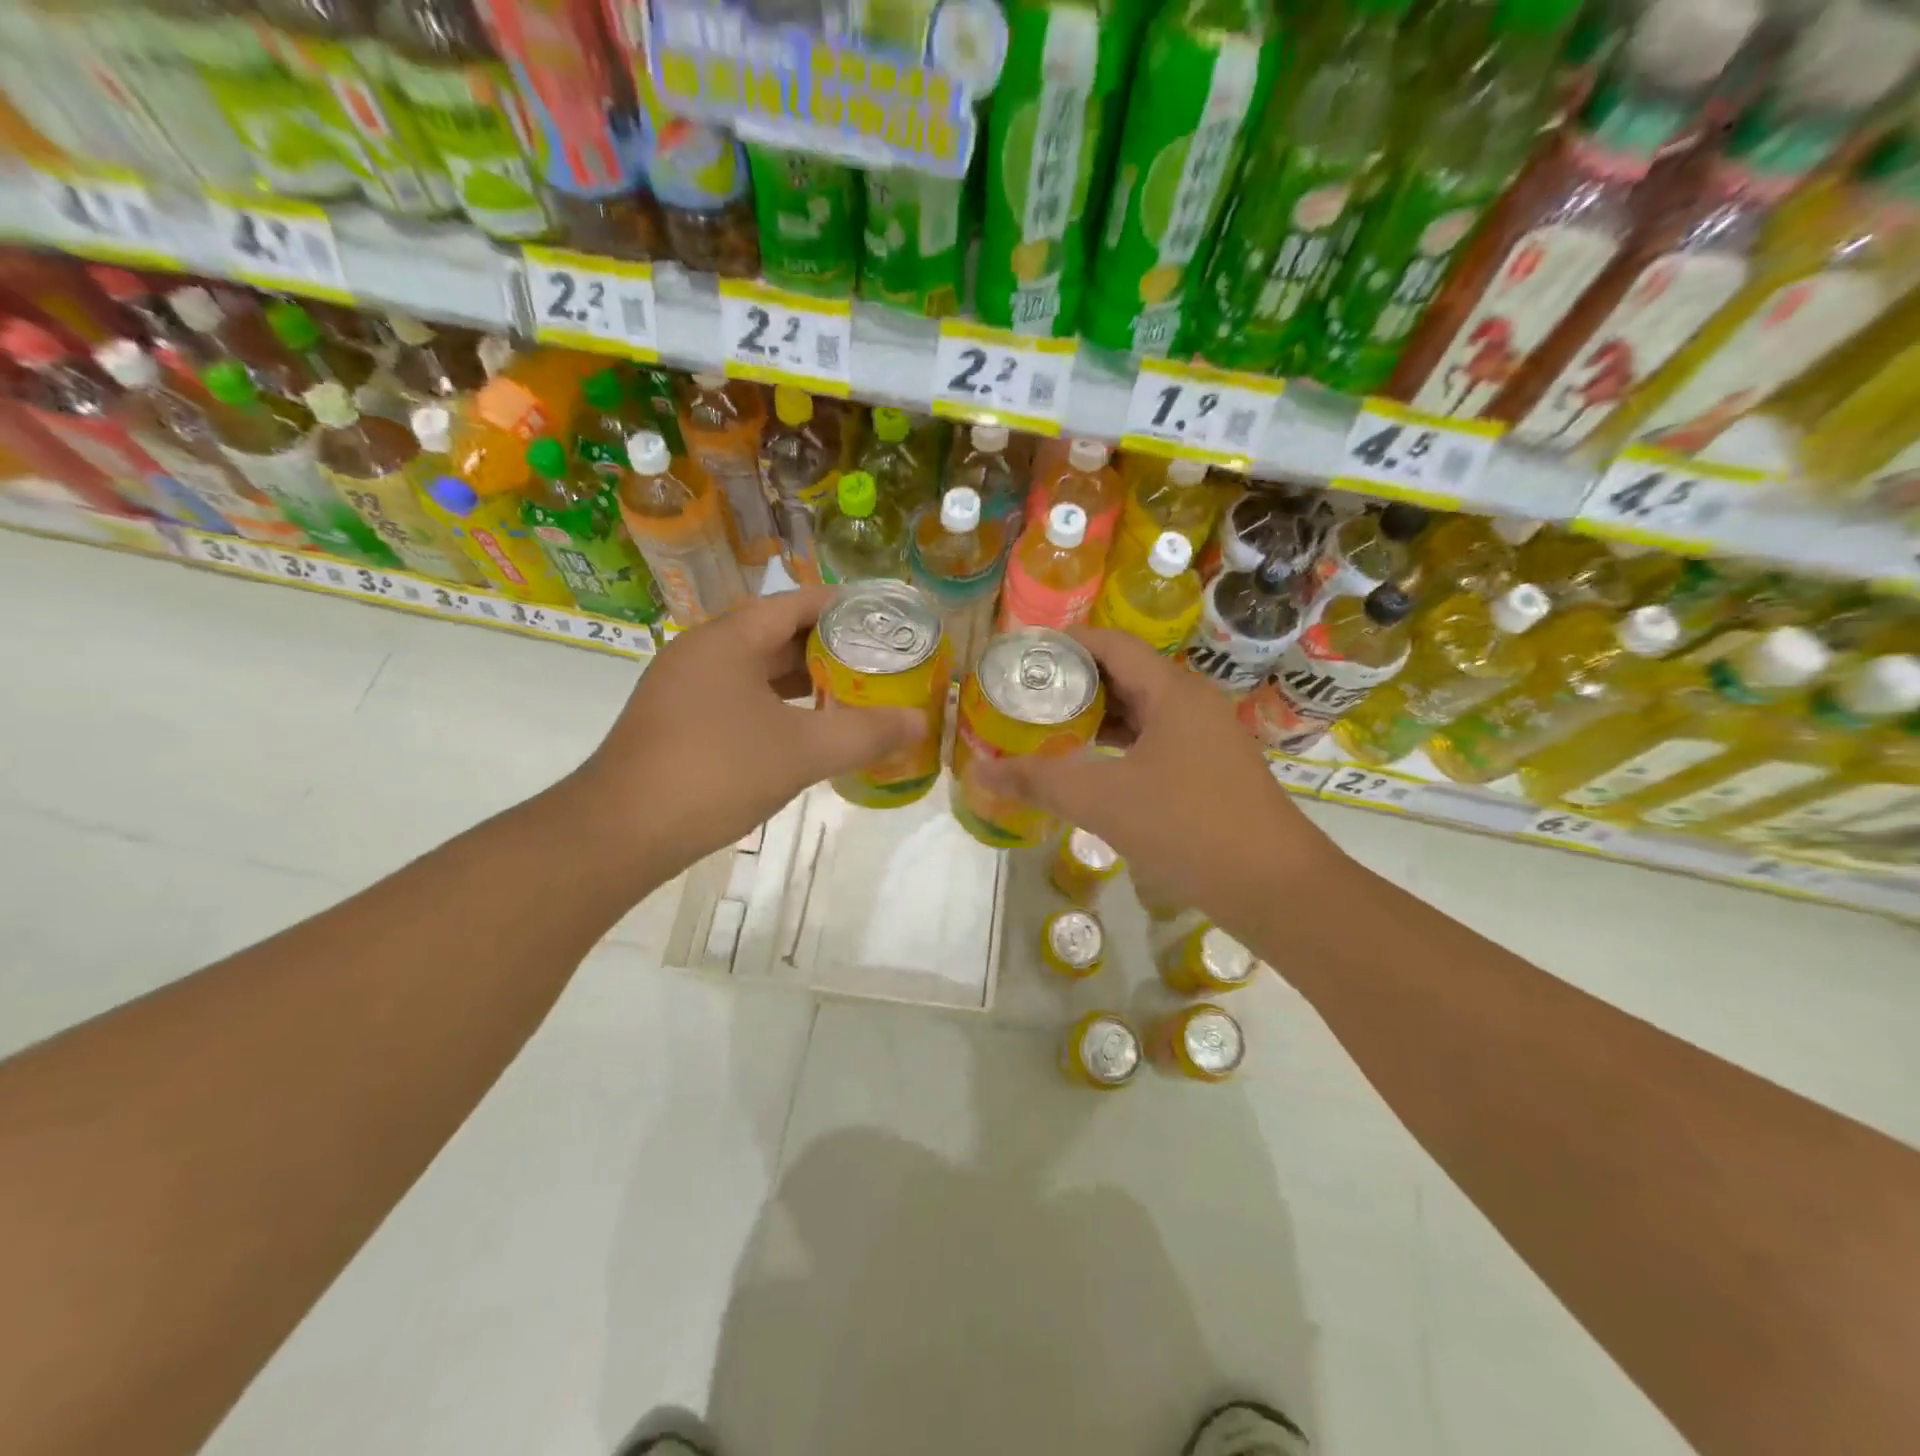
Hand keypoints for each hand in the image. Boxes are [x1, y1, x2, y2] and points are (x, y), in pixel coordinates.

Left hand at [574, 588, 924, 870]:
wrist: (620, 832)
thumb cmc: (715, 773)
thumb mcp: (802, 752)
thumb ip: (865, 733)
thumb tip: (920, 721)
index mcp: (728, 639)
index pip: (795, 602)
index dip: (843, 607)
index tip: (885, 621)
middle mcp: (702, 652)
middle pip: (776, 634)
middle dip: (829, 646)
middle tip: (878, 661)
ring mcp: (685, 688)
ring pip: (756, 670)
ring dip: (803, 679)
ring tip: (852, 693)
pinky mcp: (678, 722)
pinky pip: (738, 698)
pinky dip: (776, 706)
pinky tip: (804, 730)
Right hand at [973, 628, 1339, 920]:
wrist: (1275, 888)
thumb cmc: (1188, 827)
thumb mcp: (1102, 800)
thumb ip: (1037, 781)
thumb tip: (977, 771)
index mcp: (1172, 691)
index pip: (1111, 643)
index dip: (1064, 644)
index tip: (1022, 659)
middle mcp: (1192, 704)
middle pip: (1125, 674)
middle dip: (1074, 683)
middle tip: (1025, 698)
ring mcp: (1207, 739)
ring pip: (1142, 712)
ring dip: (1097, 717)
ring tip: (1048, 729)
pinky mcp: (1211, 771)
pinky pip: (1156, 742)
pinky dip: (1120, 746)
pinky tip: (1092, 768)